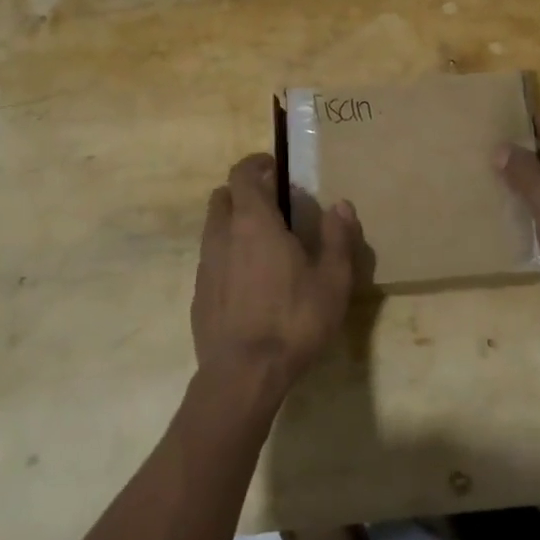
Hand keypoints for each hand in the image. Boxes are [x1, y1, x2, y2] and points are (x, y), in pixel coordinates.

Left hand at [191, 154, 361, 401]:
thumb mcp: (332, 281)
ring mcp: (205, 265)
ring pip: (213, 228)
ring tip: (263, 244)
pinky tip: (249, 281)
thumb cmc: (293, 321)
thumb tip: (341, 205)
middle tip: (272, 204)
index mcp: (254, 222)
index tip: (273, 168)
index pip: (242, 174)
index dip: (256, 164)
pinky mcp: (198, 294)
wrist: (242, 375)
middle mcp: (222, 235)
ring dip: (233, 224)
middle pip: (222, 197)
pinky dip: (227, 256)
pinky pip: (211, 260)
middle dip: (243, 192)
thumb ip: (337, 238)